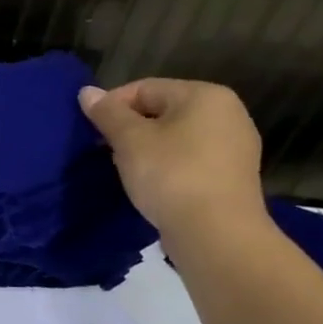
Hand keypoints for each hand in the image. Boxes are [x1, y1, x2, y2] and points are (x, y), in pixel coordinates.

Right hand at [79, 79, 268, 250]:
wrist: (216, 234)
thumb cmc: (171, 175)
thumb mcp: (130, 140)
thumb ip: (108, 113)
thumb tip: (87, 92)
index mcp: (205, 95)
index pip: (144, 88)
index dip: (111, 106)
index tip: (92, 132)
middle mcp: (228, 113)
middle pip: (162, 111)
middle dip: (130, 128)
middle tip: (106, 151)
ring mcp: (235, 146)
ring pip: (176, 137)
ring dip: (146, 149)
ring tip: (126, 170)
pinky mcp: (233, 176)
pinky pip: (190, 159)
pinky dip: (167, 166)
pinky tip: (152, 185)